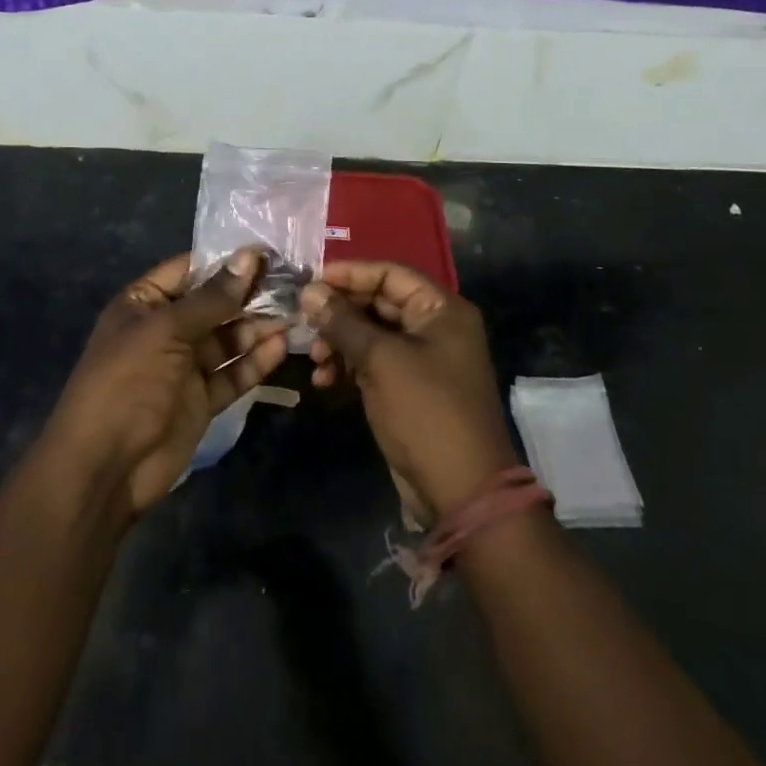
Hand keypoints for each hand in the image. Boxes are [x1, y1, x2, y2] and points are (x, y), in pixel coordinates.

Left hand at [42, 249, 288, 517]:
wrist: (104, 468)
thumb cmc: (127, 383)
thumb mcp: (166, 331)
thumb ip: (212, 298)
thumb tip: (249, 256)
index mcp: (144, 303)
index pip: (190, 270)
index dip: (227, 261)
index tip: (269, 251)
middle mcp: (165, 329)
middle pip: (214, 304)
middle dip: (250, 295)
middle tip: (295, 282)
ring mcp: (183, 366)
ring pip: (227, 339)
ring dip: (258, 327)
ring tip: (296, 313)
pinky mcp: (200, 399)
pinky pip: (232, 374)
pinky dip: (255, 361)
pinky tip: (281, 347)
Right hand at [303, 261, 518, 523]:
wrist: (461, 492)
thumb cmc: (425, 411)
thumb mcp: (381, 360)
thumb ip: (343, 322)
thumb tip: (310, 291)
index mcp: (442, 309)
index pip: (390, 274)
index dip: (350, 274)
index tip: (311, 281)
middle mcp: (435, 327)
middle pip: (379, 303)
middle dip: (340, 313)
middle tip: (304, 323)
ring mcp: (423, 360)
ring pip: (372, 335)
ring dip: (339, 343)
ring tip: (314, 360)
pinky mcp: (409, 389)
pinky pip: (374, 364)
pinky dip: (349, 367)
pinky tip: (324, 381)